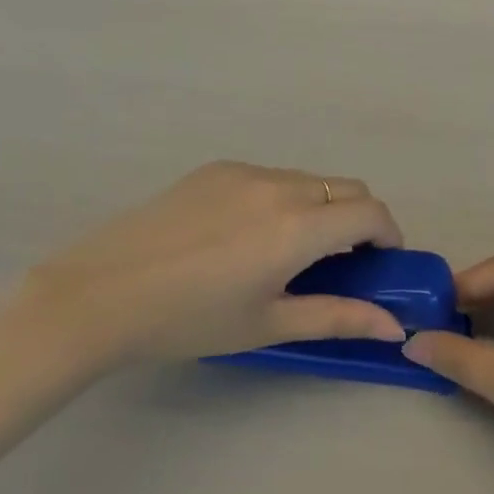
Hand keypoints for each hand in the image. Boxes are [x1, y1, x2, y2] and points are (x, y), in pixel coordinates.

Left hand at [21, 161, 406, 372]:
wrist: (101, 293)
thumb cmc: (190, 320)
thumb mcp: (268, 326)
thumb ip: (337, 318)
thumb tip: (392, 326)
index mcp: (299, 226)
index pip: (371, 212)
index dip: (388, 234)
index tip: (381, 263)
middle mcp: (281, 185)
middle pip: (346, 187)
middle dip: (359, 219)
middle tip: (341, 262)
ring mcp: (247, 170)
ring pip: (308, 180)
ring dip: (320, 208)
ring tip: (287, 252)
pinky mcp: (217, 167)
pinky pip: (269, 176)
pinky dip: (282, 199)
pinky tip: (243, 236)